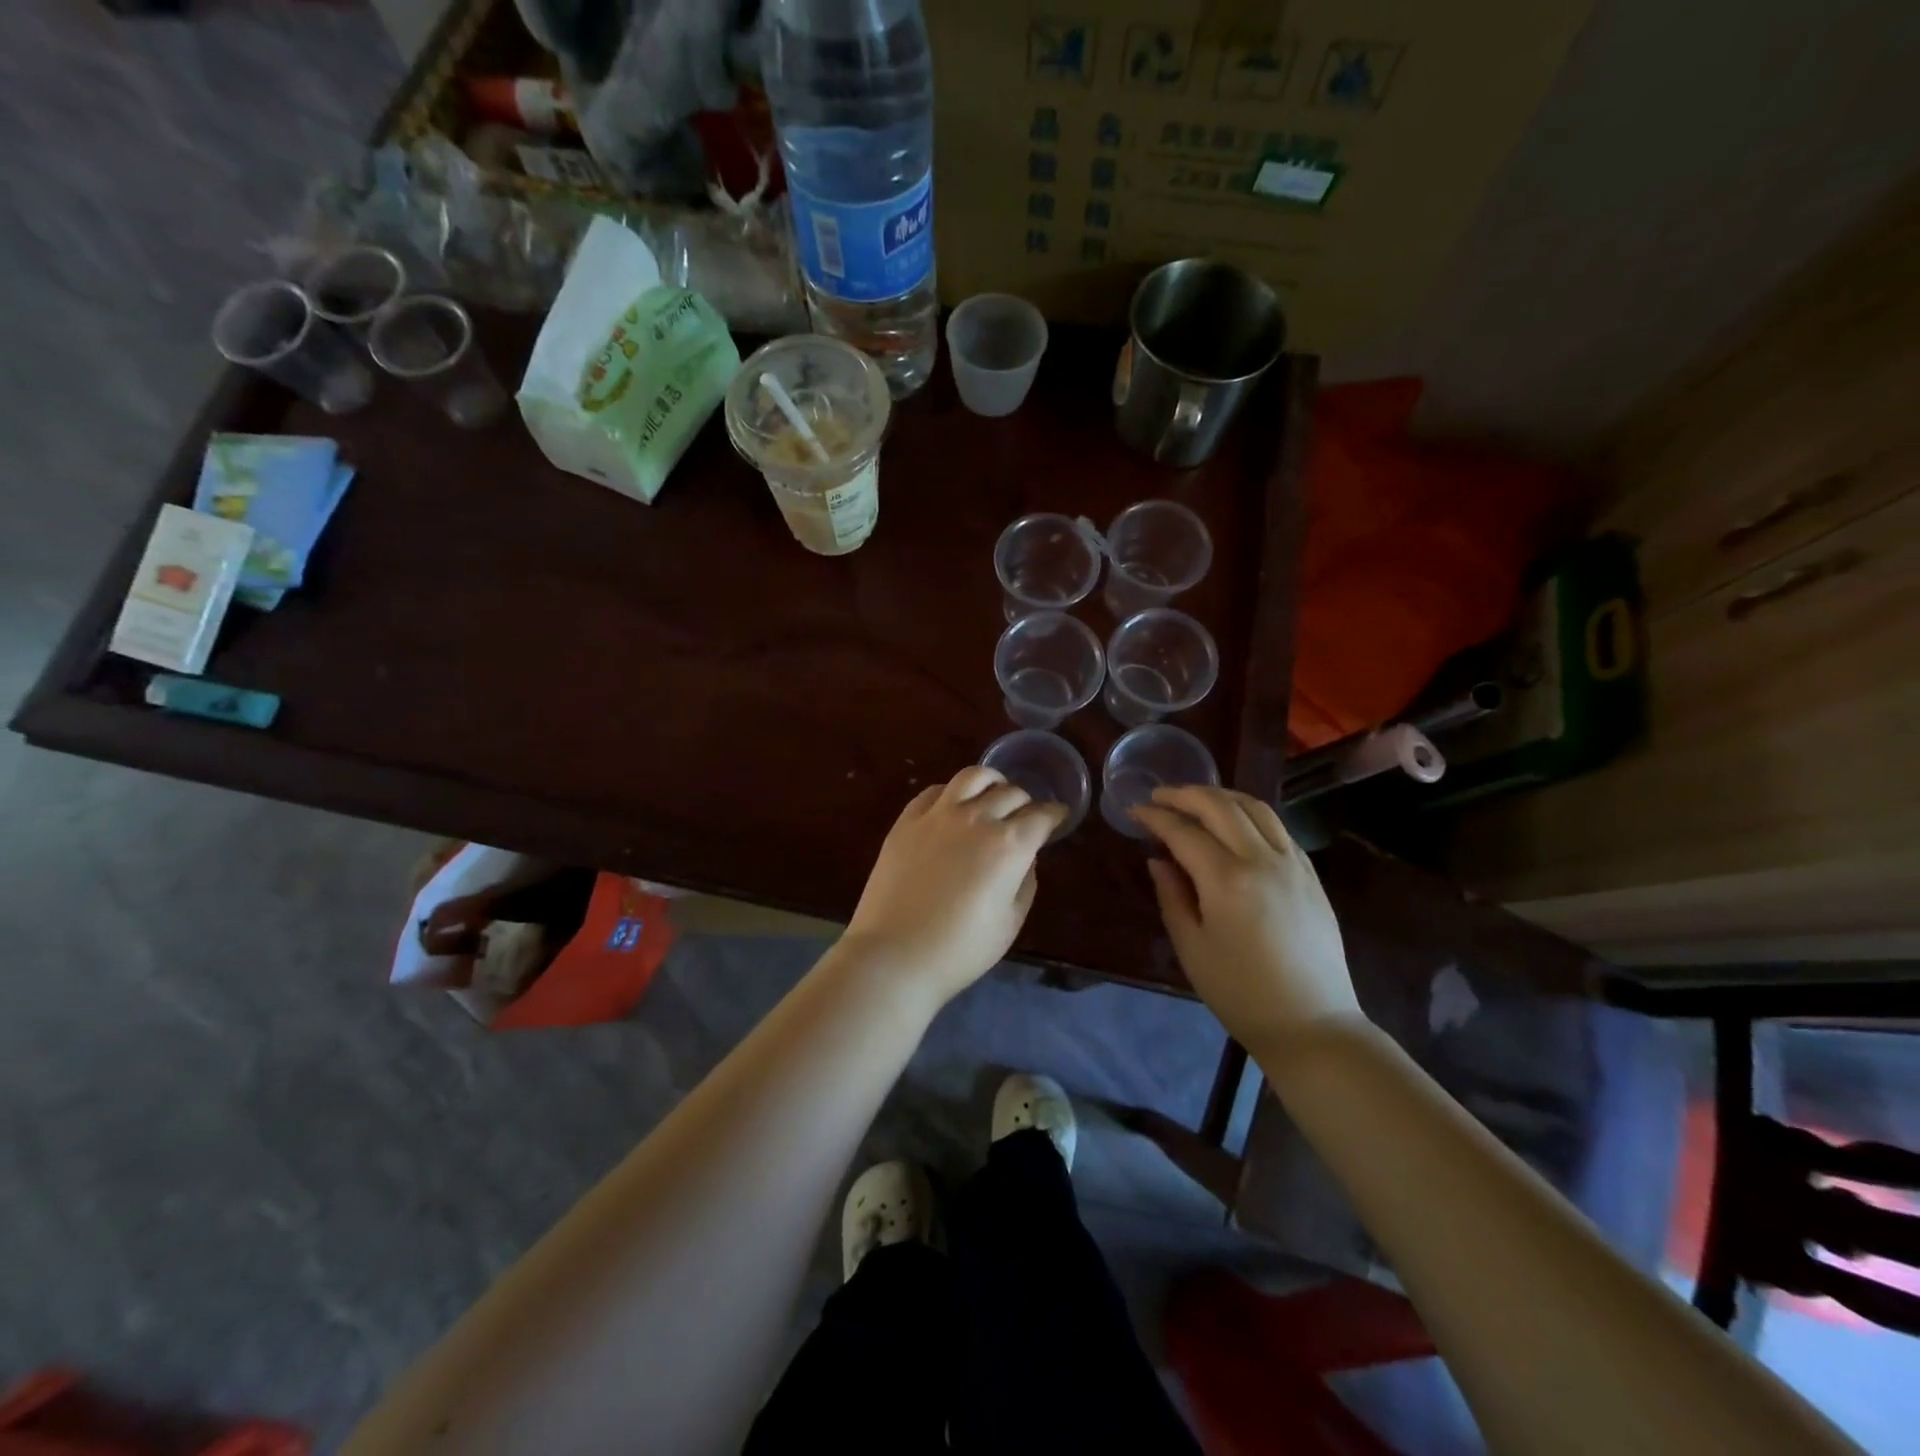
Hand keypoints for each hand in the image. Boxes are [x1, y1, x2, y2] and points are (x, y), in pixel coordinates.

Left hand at [841, 767, 1066, 1006]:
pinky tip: (954, 805)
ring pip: (973, 776)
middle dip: (1026, 802)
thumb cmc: (960, 949)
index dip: (1055, 814)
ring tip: (994, 792)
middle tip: (1026, 815)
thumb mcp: (1010, 922)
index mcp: (1010, 845)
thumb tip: (1024, 857)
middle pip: (1011, 793)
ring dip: (992, 782)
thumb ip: (1024, 881)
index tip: (1058, 817)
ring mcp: (938, 814)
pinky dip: (953, 792)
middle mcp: (977, 818)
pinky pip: (935, 790)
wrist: (895, 954)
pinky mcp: (907, 820)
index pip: (1042, 815)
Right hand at [1131, 786, 1361, 1049]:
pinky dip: (1249, 812)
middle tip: (1159, 795)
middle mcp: (1262, 860)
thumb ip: (1172, 896)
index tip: (1135, 811)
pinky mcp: (1310, 874)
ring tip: (1195, 799)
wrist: (1311, 1024)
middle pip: (1220, 806)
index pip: (1184, 832)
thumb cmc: (1240, 993)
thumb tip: (1159, 859)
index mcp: (1227, 881)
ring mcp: (1292, 864)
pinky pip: (1277, 826)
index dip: (1155, 817)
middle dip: (1185, 794)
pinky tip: (1234, 822)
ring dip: (1220, 795)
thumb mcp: (1191, 948)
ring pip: (1255, 807)